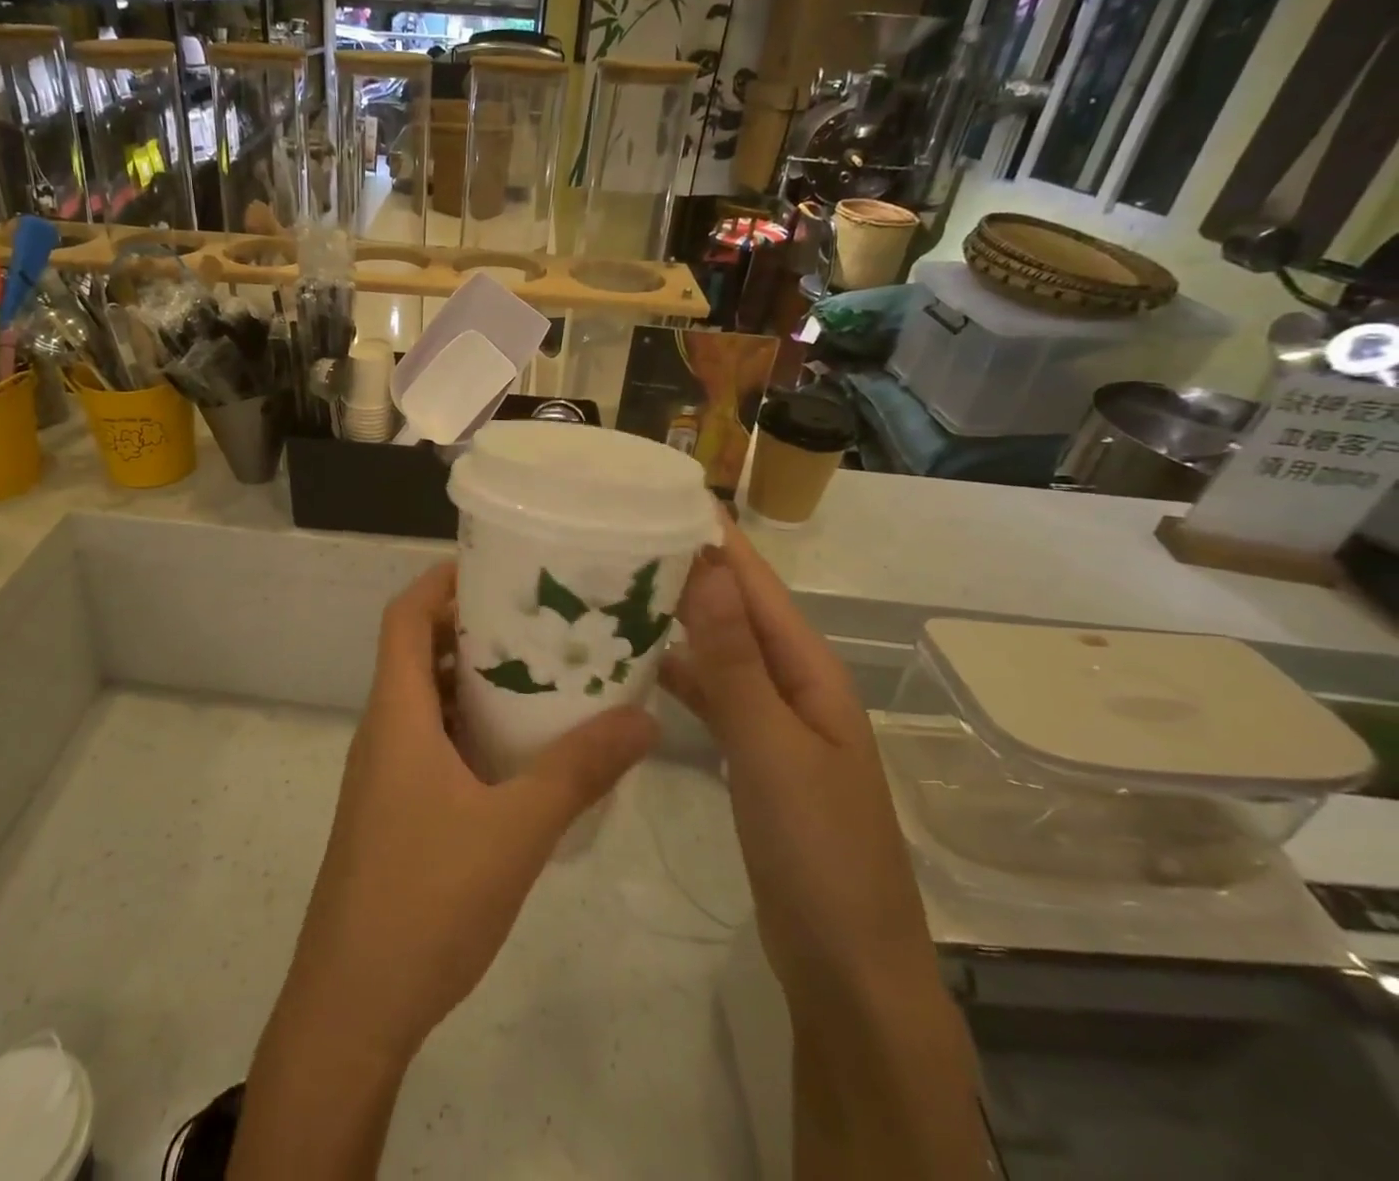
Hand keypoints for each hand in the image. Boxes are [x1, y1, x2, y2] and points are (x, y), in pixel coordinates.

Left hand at [279, 561, 657, 1062]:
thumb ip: (578, 771)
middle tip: (537, 618)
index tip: (495, 566)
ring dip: (473, 680)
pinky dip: (470, 728)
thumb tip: (643, 718)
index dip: (439, 581)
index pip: (403, 617)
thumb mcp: (515, 830)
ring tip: (539, 673)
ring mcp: (386, 775)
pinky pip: (432, 743)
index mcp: (396, 715)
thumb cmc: (424, 900)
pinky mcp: (395, 811)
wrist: (352, 1008)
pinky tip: (521, 751)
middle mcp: (384, 731)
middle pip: (416, 651)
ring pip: (427, 701)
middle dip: (471, 626)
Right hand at [660, 513, 934, 1004]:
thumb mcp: (774, 749)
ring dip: (677, 621)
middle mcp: (792, 684)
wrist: (846, 966)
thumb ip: (736, 662)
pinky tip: (635, 666)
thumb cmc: (818, 850)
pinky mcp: (749, 756)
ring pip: (718, 652)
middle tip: (617, 537)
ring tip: (614, 590)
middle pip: (735, 611)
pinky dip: (676, 674)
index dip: (716, 539)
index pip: (757, 585)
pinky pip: (710, 696)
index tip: (663, 495)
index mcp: (810, 671)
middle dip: (687, 571)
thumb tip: (709, 569)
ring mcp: (771, 722)